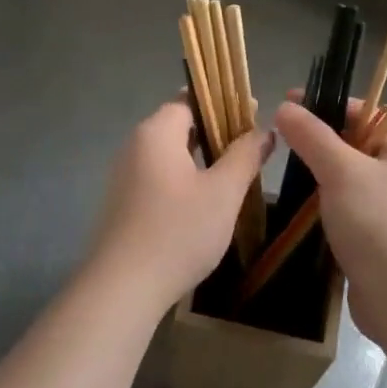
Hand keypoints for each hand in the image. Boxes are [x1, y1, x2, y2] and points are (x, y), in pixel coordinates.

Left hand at [88, 100, 271, 308]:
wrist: (123, 287)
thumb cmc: (178, 232)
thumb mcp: (223, 192)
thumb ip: (245, 156)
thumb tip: (263, 130)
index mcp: (156, 133)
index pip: (189, 100)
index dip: (223, 103)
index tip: (253, 113)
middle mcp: (134, 147)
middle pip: (178, 126)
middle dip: (215, 132)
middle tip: (251, 146)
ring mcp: (125, 177)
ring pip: (169, 155)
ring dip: (201, 159)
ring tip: (235, 173)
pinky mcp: (124, 205)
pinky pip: (159, 179)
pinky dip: (184, 181)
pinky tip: (205, 203)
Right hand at [274, 97, 386, 338]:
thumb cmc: (377, 224)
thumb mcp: (341, 171)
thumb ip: (312, 137)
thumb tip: (285, 108)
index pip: (365, 112)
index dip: (325, 104)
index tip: (286, 104)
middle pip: (356, 144)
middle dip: (319, 141)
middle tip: (279, 140)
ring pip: (350, 179)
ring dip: (320, 175)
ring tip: (284, 172)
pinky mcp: (380, 237)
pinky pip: (349, 208)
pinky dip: (326, 205)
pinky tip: (301, 208)